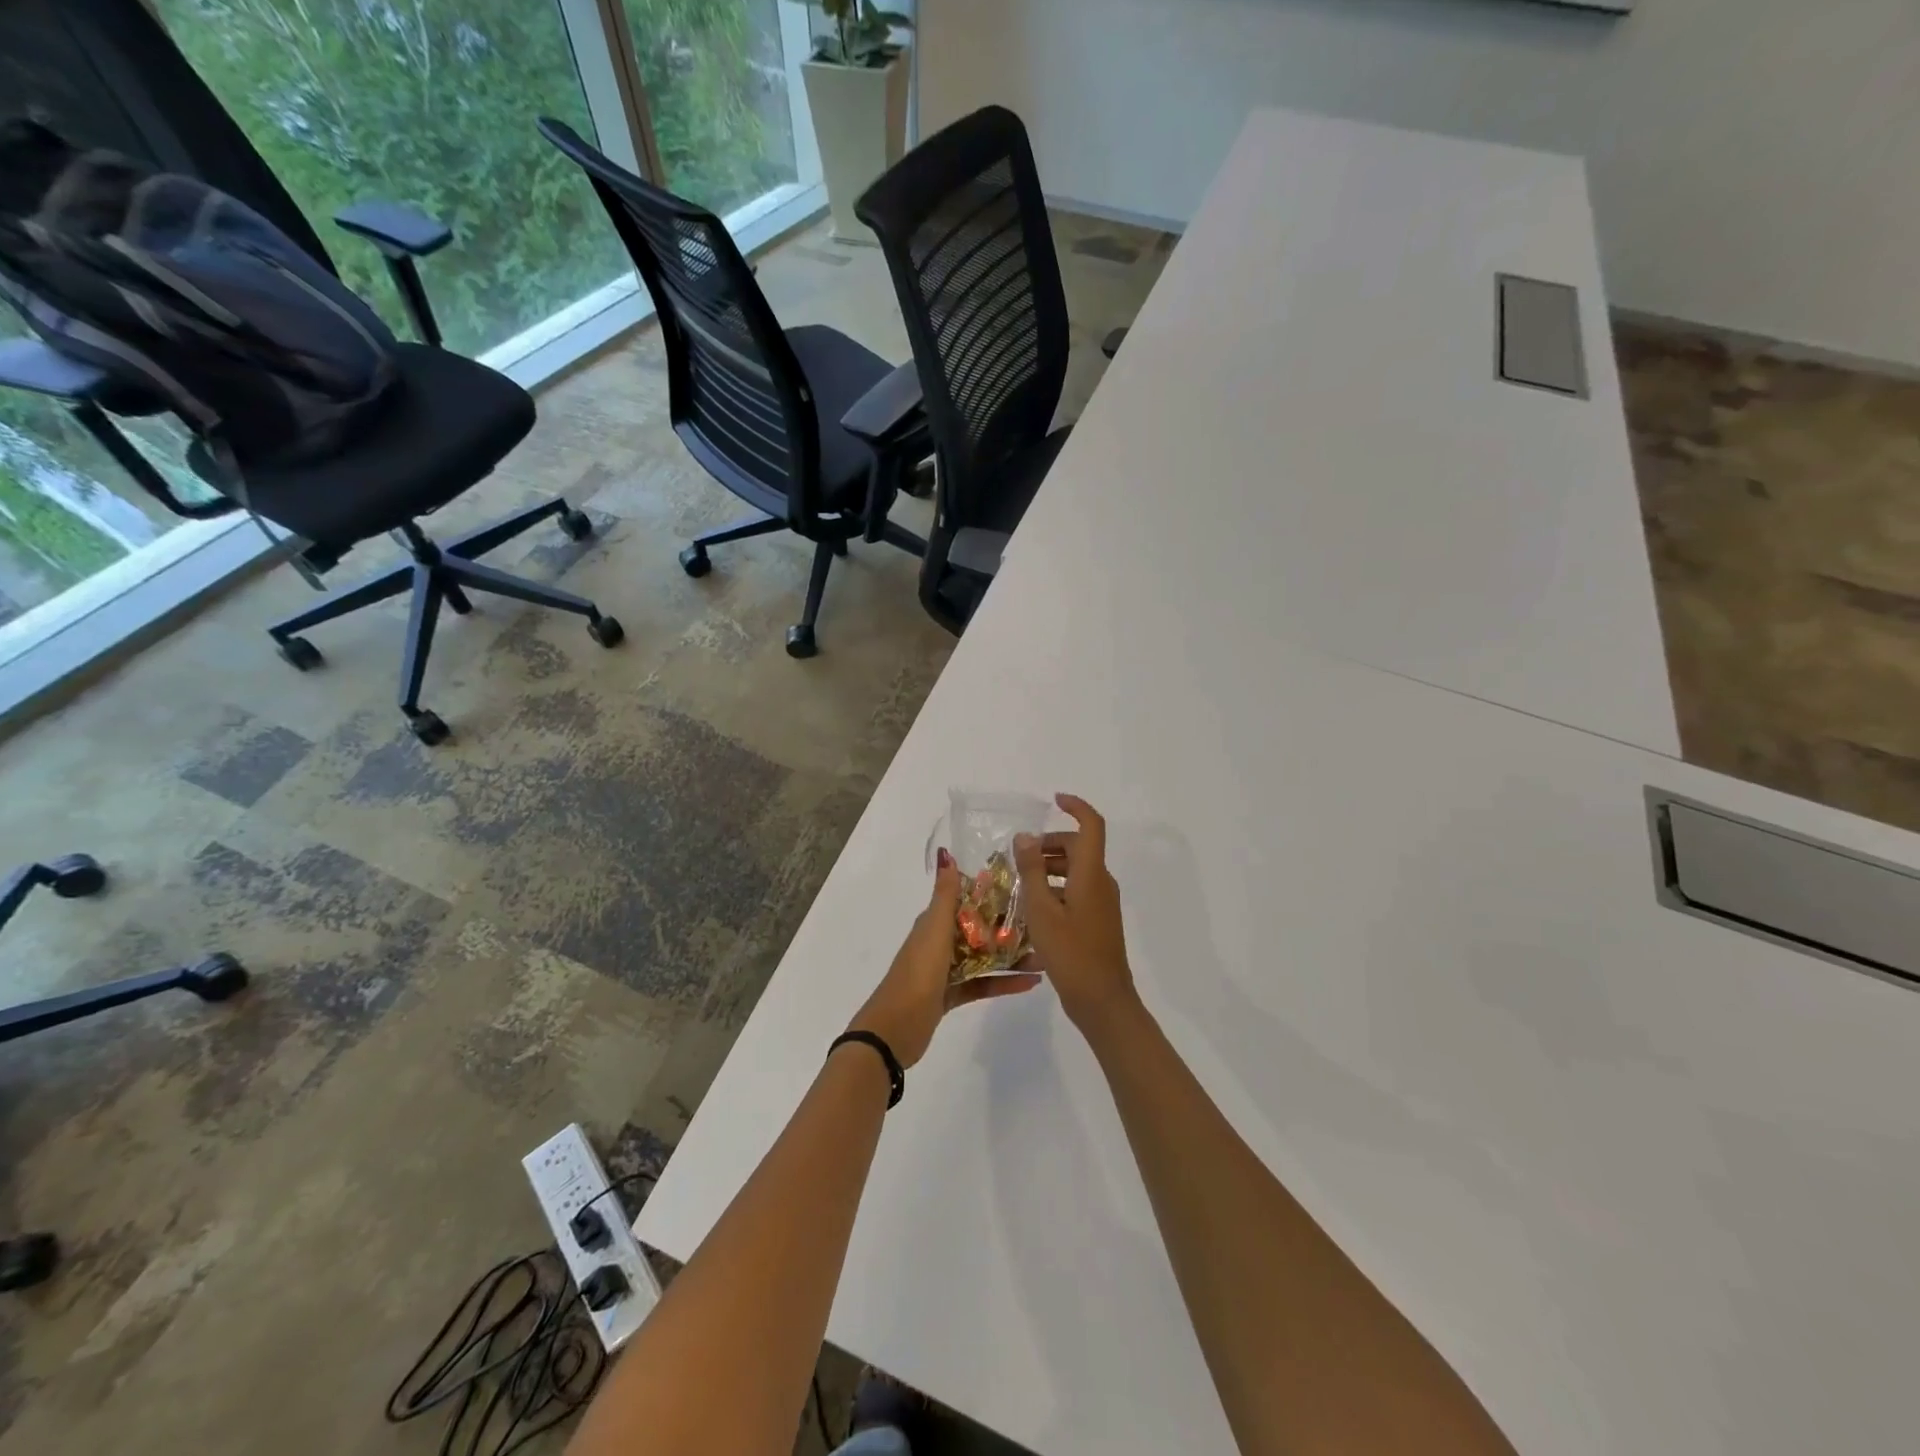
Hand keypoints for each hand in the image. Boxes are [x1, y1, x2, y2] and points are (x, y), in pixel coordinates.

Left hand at [849, 848, 1040, 1068]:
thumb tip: (946, 853)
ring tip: (1045, 956)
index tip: (1025, 886)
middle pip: (980, 928)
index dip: (993, 892)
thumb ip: (945, 896)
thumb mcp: (933, 930)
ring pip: (984, 957)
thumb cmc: (917, 973)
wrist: (894, 1029)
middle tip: (1045, 924)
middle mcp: (940, 941)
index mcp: (934, 922)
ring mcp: (945, 970)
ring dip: (1011, 956)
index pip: (967, 900)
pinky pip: (982, 983)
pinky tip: (1032, 983)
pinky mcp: (951, 995)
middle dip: (1009, 926)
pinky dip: (1004, 982)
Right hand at [1013, 795, 1138, 1034]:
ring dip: (1050, 867)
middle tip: (1019, 856)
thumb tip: (1025, 837)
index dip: (1076, 807)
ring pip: (1077, 870)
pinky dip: (1057, 887)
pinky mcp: (1099, 921)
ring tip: (1020, 882)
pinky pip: (1078, 890)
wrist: (1103, 1001)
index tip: (1054, 800)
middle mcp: (1101, 883)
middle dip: (1050, 843)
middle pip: (1079, 847)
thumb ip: (1032, 870)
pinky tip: (1034, 907)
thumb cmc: (1071, 953)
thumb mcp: (1041, 910)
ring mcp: (1103, 903)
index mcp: (1092, 874)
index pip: (1091, 826)